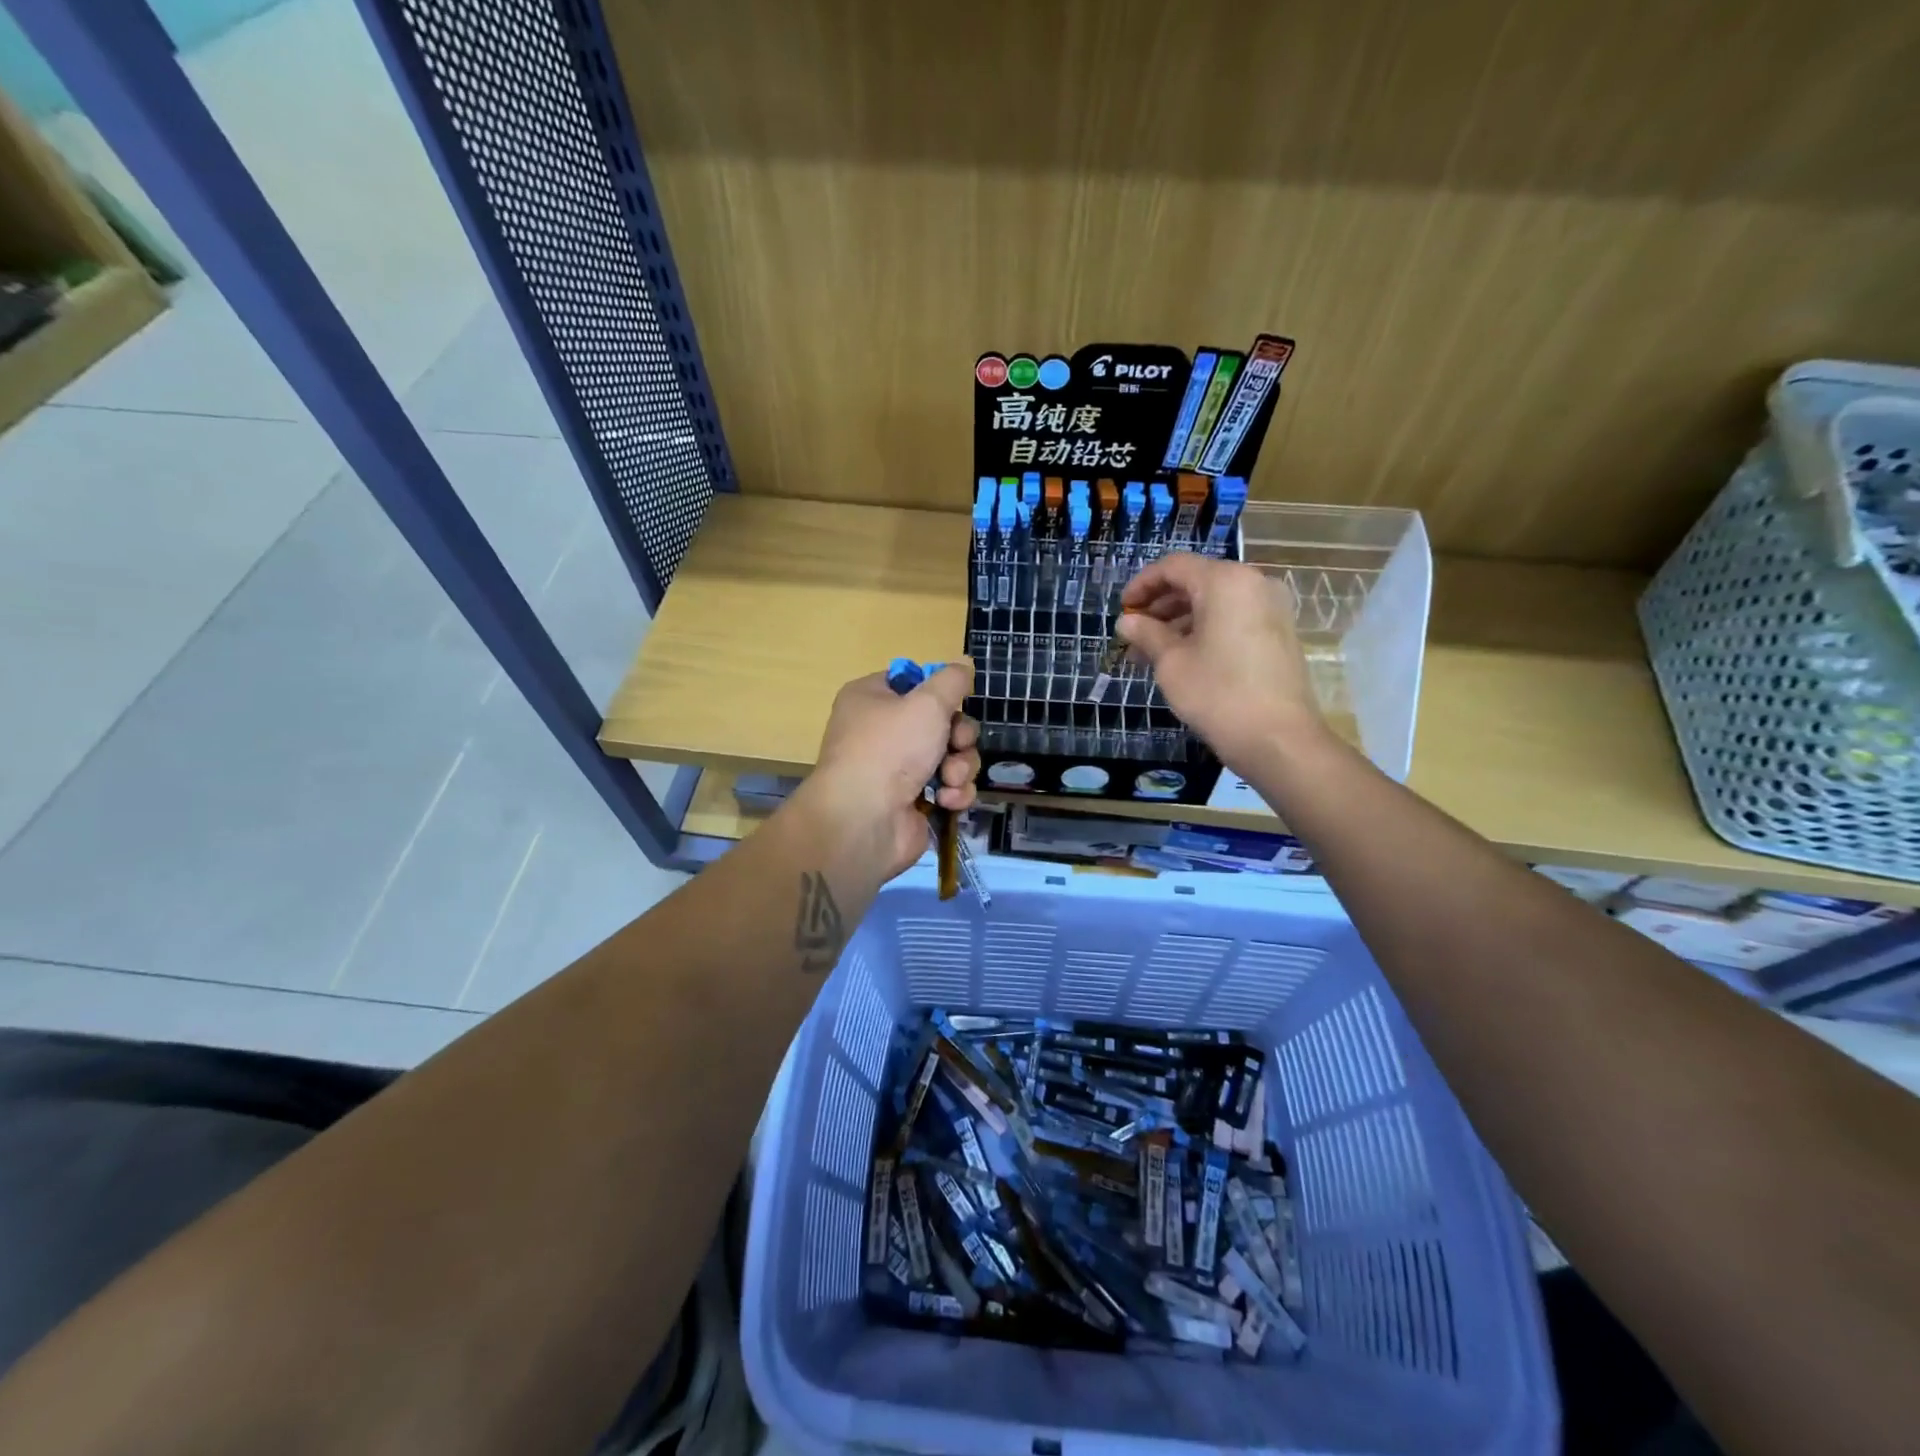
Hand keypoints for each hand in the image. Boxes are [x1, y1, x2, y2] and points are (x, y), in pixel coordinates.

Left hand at [804, 661, 980, 878]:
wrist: (864, 820)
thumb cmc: (890, 748)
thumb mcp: (927, 702)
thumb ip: (952, 680)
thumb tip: (963, 665)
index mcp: (871, 699)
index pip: (912, 682)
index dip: (938, 691)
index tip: (955, 701)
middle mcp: (881, 732)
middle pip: (940, 722)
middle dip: (959, 735)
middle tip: (957, 744)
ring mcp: (896, 770)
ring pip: (950, 757)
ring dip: (961, 766)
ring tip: (950, 778)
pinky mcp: (912, 802)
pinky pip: (947, 788)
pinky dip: (954, 793)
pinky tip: (947, 799)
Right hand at [1117, 553, 1323, 774]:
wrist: (1278, 738)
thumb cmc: (1217, 694)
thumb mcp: (1171, 662)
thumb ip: (1146, 634)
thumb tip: (1127, 622)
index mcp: (1225, 581)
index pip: (1174, 566)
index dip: (1142, 584)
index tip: (1122, 610)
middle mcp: (1253, 583)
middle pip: (1196, 581)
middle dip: (1160, 606)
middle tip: (1133, 635)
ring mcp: (1271, 607)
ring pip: (1215, 602)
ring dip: (1180, 621)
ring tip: (1151, 653)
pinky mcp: (1279, 632)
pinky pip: (1233, 618)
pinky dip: (1205, 630)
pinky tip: (1182, 658)